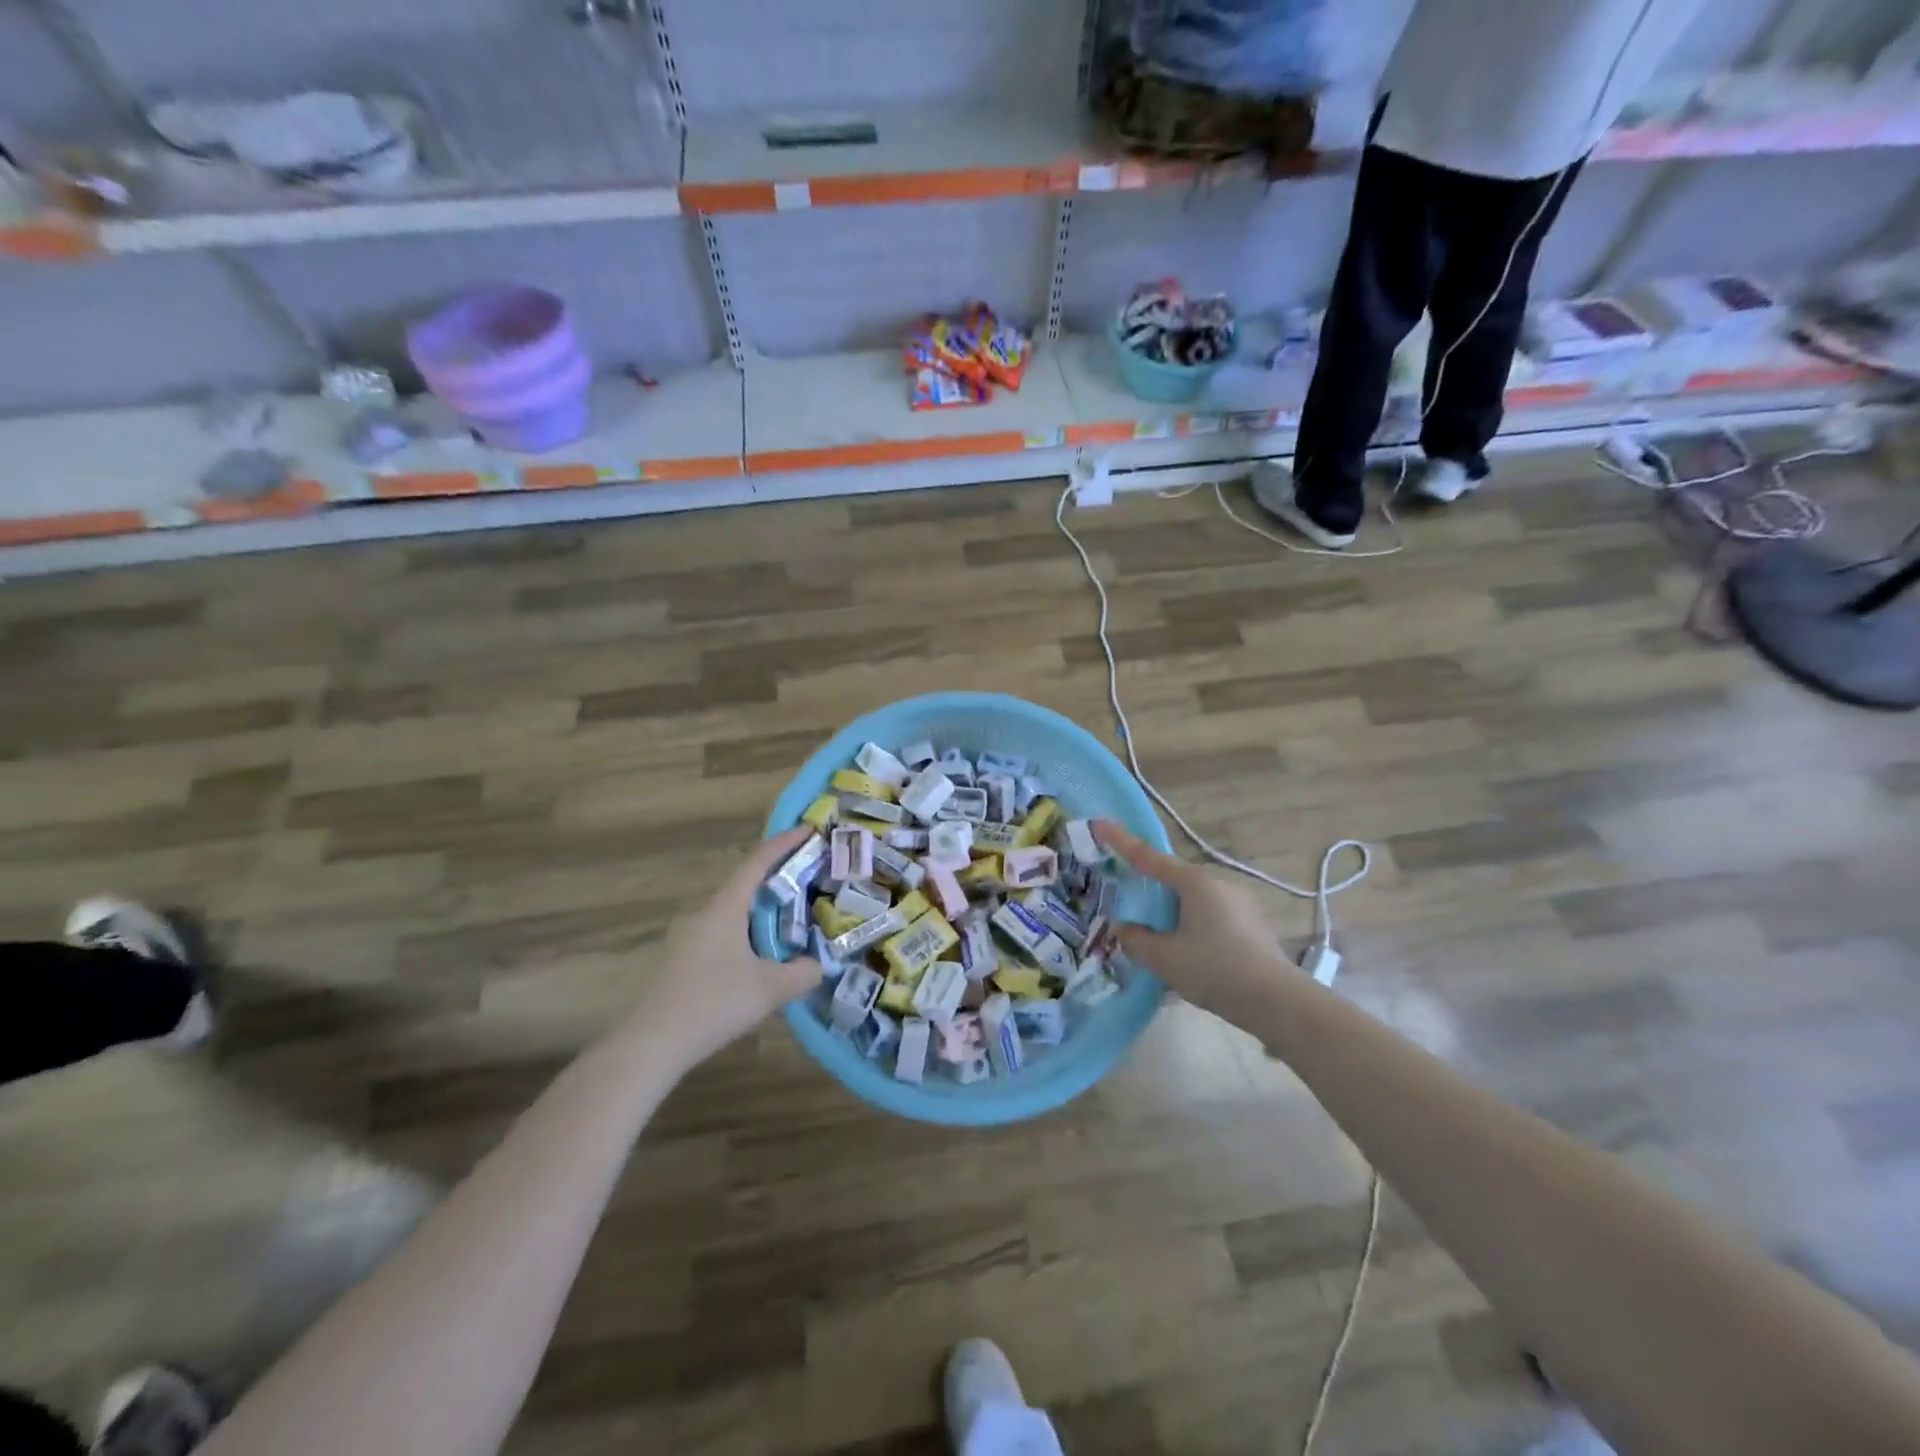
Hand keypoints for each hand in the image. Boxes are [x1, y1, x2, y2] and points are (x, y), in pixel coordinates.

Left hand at [624, 829, 822, 1069]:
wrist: (652, 1043)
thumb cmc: (713, 1003)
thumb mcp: (770, 988)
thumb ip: (803, 973)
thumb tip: (819, 965)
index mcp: (726, 908)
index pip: (758, 862)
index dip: (785, 843)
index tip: (810, 829)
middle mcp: (708, 914)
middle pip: (748, 883)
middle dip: (780, 876)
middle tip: (813, 876)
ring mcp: (694, 937)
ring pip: (737, 911)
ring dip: (767, 908)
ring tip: (798, 916)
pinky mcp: (688, 961)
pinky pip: (729, 932)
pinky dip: (753, 931)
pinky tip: (767, 955)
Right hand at [1094, 820, 1300, 1022]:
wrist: (1278, 1002)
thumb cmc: (1215, 970)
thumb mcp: (1164, 959)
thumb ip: (1136, 940)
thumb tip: (1124, 929)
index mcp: (1194, 882)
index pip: (1149, 857)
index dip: (1121, 841)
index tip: (1099, 824)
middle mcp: (1218, 883)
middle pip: (1173, 881)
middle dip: (1152, 892)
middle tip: (1132, 911)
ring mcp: (1240, 902)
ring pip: (1194, 902)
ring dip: (1175, 916)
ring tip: (1163, 946)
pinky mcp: (1253, 925)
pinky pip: (1212, 918)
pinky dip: (1195, 929)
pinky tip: (1193, 958)